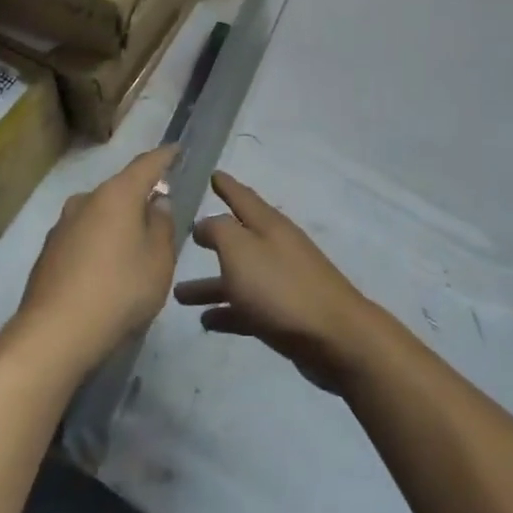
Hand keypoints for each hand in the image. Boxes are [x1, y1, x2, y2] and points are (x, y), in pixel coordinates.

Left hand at [5, 146, 177, 378]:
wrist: (54, 334)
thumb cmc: (119, 291)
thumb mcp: (159, 261)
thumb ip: (162, 226)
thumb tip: (157, 203)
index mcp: (117, 195)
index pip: (146, 164)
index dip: (164, 156)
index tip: (176, 149)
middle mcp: (85, 200)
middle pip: (120, 190)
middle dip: (140, 198)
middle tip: (160, 215)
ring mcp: (62, 226)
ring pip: (99, 215)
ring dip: (118, 224)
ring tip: (134, 250)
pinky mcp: (48, 252)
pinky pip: (83, 237)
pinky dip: (99, 245)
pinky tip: (107, 272)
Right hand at [174, 173, 379, 391]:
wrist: (334, 338)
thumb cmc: (281, 288)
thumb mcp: (240, 250)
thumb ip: (218, 231)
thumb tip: (204, 223)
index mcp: (268, 226)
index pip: (243, 197)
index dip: (227, 185)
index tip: (213, 174)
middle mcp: (276, 248)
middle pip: (239, 239)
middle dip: (213, 238)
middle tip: (186, 237)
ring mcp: (282, 282)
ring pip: (239, 276)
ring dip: (210, 284)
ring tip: (179, 294)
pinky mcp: (285, 315)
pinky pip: (248, 308)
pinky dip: (228, 312)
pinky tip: (206, 321)